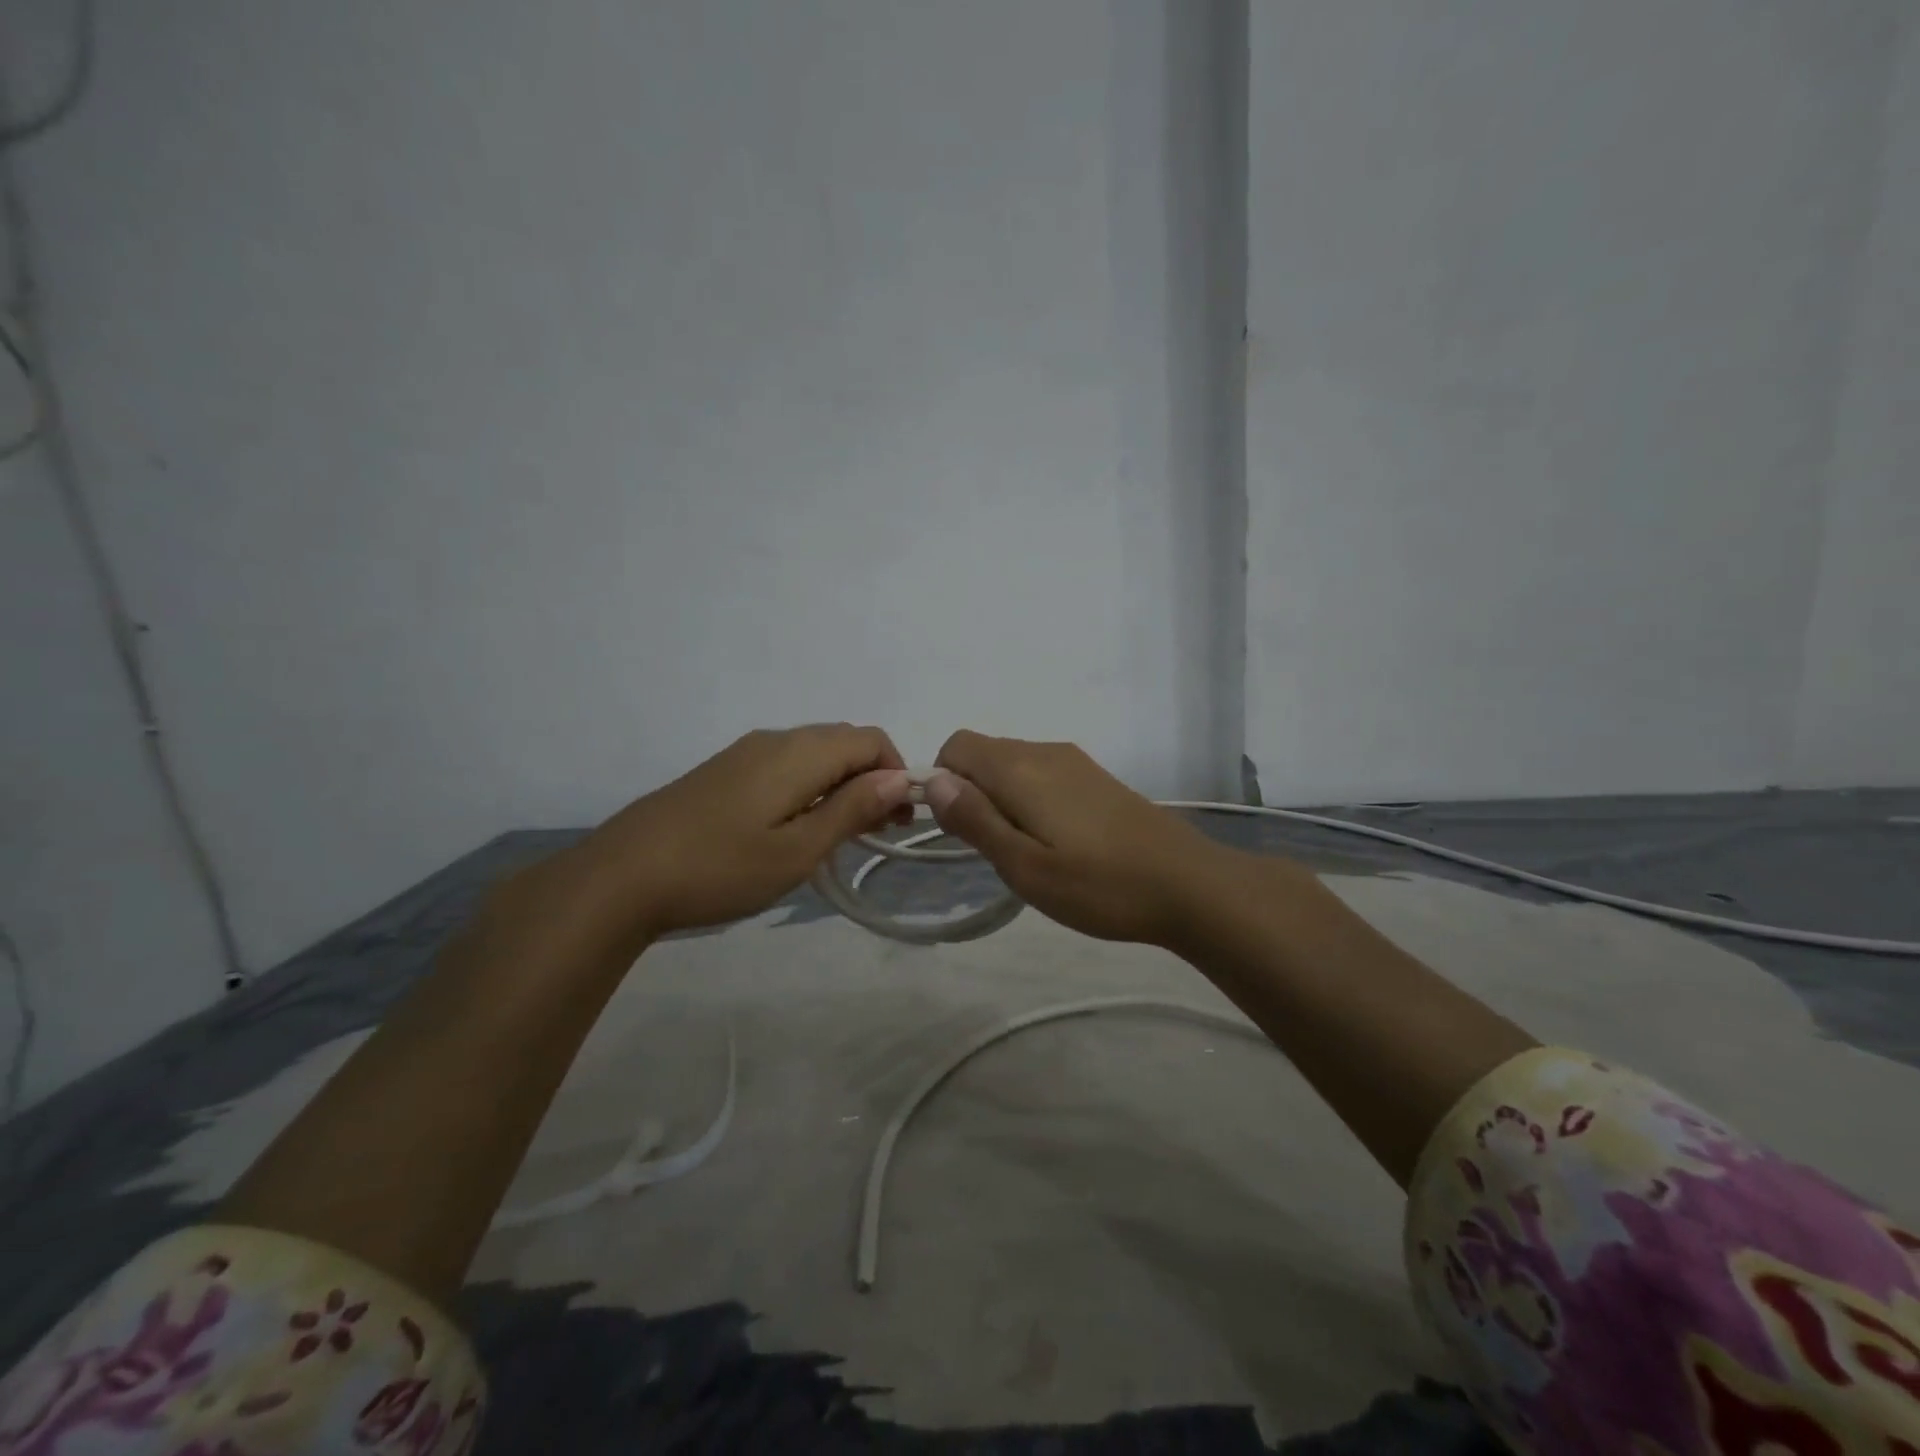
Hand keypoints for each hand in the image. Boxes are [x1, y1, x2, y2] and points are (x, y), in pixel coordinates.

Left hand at [573, 724, 914, 939]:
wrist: (621, 876)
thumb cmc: (720, 868)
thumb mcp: (797, 850)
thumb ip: (851, 809)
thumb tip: (899, 778)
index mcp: (799, 752)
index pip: (871, 739)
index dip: (897, 772)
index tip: (898, 821)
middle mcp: (775, 739)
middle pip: (844, 741)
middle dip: (872, 778)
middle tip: (874, 832)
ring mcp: (745, 753)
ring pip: (814, 753)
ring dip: (841, 784)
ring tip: (839, 835)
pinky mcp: (724, 771)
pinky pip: (785, 765)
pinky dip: (809, 787)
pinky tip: (794, 828)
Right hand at [922, 731, 1234, 946]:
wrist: (1189, 884)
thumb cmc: (1099, 885)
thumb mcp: (1025, 866)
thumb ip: (976, 820)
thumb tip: (933, 781)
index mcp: (1020, 768)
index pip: (956, 746)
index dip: (942, 782)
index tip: (959, 829)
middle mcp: (1045, 751)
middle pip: (984, 754)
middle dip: (973, 794)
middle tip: (996, 851)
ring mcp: (1076, 762)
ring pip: (1014, 766)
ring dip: (1002, 800)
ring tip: (1028, 853)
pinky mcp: (1096, 778)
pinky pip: (1042, 775)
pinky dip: (1030, 801)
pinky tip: (1058, 844)